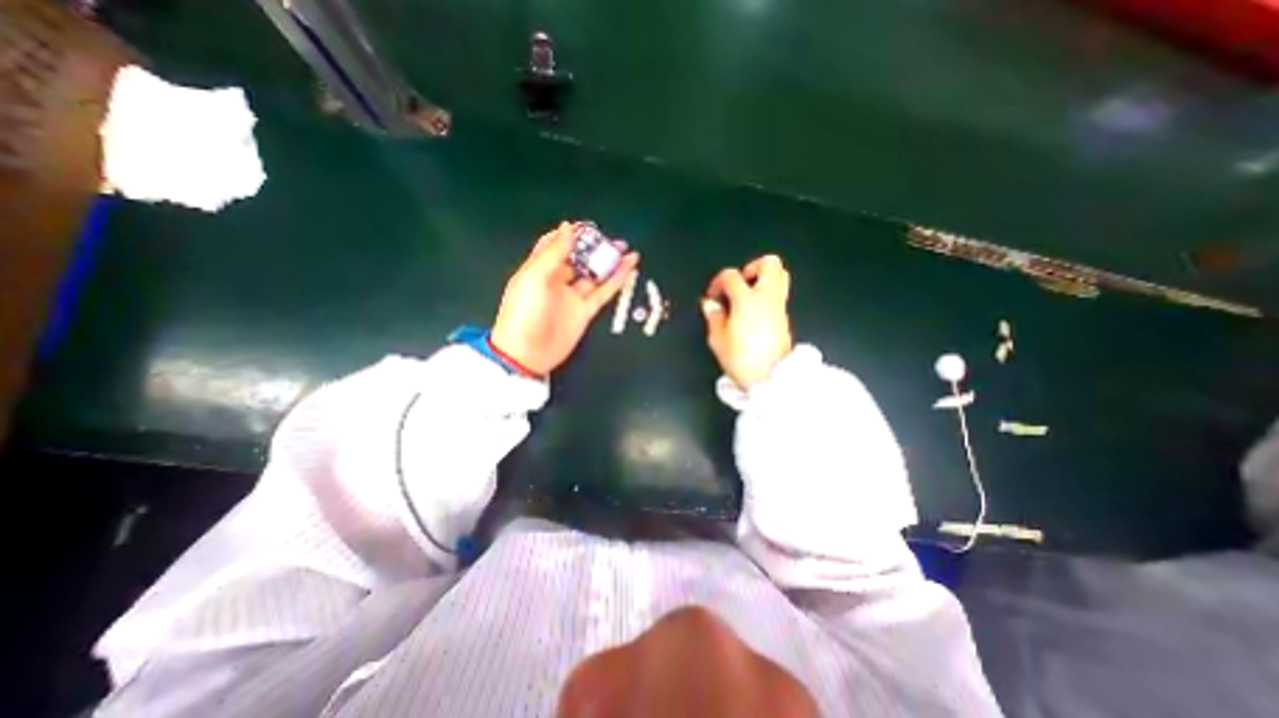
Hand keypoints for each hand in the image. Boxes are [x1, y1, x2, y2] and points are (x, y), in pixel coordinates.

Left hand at [492, 221, 640, 376]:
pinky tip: (627, 270)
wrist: (528, 353)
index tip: (589, 227)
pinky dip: (616, 281)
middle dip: (595, 249)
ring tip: (626, 250)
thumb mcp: (534, 277)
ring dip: (609, 263)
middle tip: (613, 240)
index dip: (572, 235)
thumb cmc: (524, 313)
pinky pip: (603, 292)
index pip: (557, 245)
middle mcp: (557, 281)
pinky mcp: (585, 311)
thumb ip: (554, 252)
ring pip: (594, 275)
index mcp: (540, 269)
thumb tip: (567, 227)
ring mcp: (572, 297)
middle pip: (579, 259)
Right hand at [700, 256, 790, 388]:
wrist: (771, 379)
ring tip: (747, 294)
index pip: (731, 276)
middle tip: (739, 283)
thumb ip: (713, 316)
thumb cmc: (742, 359)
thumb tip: (710, 304)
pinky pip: (778, 294)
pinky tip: (752, 311)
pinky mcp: (785, 318)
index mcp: (747, 301)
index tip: (712, 295)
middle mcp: (767, 298)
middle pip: (769, 264)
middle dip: (752, 267)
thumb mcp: (718, 340)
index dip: (718, 281)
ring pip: (780, 276)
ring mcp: (779, 307)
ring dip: (763, 279)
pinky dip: (766, 294)